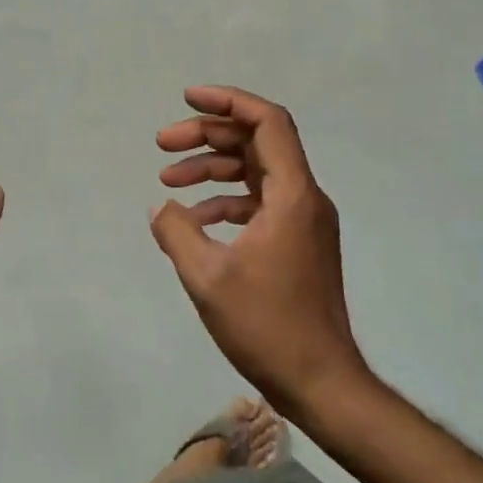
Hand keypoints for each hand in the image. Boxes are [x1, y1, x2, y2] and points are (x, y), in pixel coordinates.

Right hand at [150, 85, 369, 415]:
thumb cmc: (267, 326)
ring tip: (167, 180)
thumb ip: (176, 231)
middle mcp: (304, 198)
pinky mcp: (297, 243)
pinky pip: (258, 203)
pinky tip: (194, 219)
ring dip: (212, 168)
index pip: (267, 122)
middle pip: (257, 142)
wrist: (321, 383)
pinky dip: (225, 200)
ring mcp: (303, 221)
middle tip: (162, 143)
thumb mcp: (207, 277)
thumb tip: (161, 206)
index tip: (187, 99)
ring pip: (255, 172)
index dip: (227, 101)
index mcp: (292, 195)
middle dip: (208, 135)